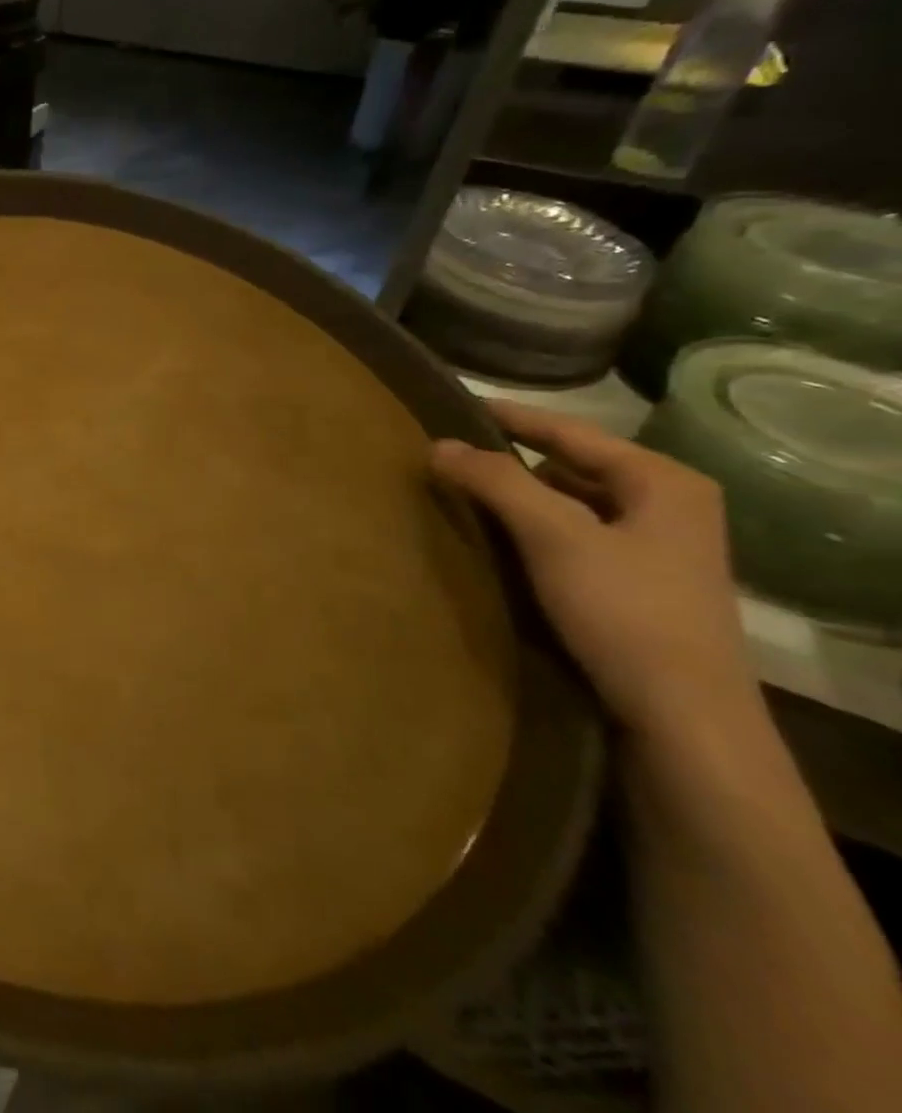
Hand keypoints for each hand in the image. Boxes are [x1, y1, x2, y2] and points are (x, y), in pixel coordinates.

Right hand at [430, 400, 756, 739]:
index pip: (571, 431)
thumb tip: (436, 444)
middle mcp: (668, 505)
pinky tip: (500, 541)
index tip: (456, 404)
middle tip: (450, 455)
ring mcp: (658, 548)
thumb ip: (495, 481)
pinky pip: (574, 536)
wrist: (683, 716)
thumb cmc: (624, 610)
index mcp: (662, 481)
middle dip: (511, 460)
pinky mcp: (640, 584)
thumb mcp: (553, 535)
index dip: (511, 417)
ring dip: (520, 498)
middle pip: (572, 466)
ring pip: (572, 503)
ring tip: (464, 494)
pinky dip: (534, 530)